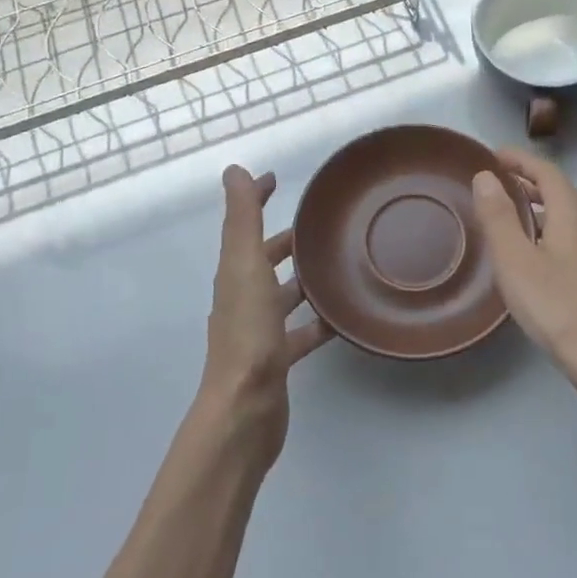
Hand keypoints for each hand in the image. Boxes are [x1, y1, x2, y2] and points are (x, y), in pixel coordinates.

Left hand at [201, 165, 332, 458]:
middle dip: (286, 241)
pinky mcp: (278, 358)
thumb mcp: (245, 265)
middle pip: (264, 260)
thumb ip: (242, 219)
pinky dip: (318, 321)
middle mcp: (243, 298)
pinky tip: (343, 317)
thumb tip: (233, 170)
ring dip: (304, 279)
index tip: (276, 179)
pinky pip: (301, 331)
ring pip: (283, 295)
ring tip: (340, 265)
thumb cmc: (247, 332)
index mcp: (235, 273)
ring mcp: (259, 331)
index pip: (243, 225)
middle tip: (322, 225)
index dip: (255, 199)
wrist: (245, 407)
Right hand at [471, 149, 576, 423]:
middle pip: (561, 191)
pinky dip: (551, 230)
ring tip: (513, 214)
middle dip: (530, 181)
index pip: (547, 172)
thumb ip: (499, 216)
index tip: (495, 155)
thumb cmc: (558, 307)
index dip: (521, 160)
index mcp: (572, 214)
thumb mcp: (516, 260)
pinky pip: (573, 238)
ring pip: (569, 217)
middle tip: (499, 182)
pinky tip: (537, 256)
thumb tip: (485, 175)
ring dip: (541, 207)